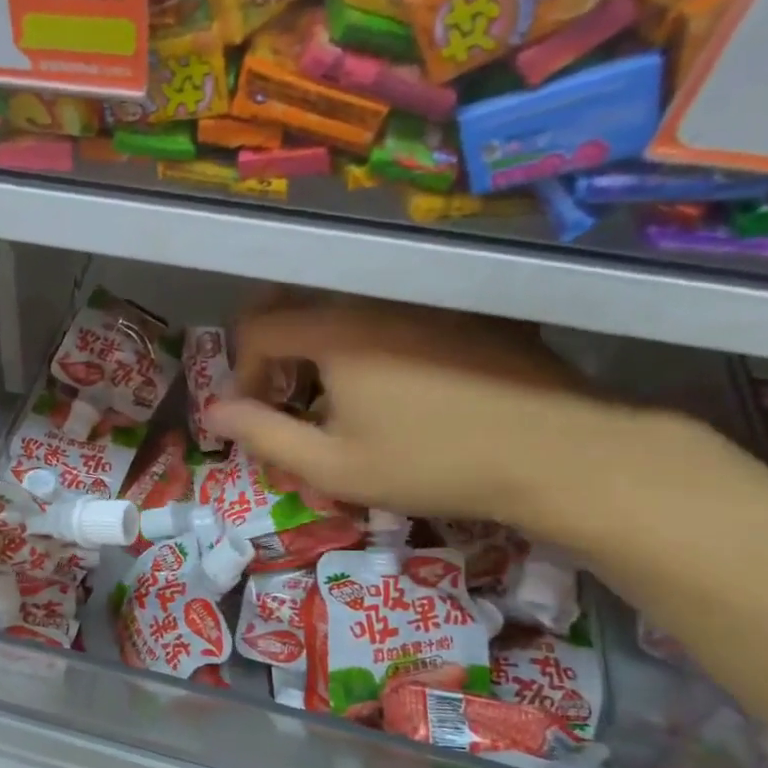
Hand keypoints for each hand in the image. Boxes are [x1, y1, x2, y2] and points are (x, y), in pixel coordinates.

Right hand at [207, 300, 633, 531]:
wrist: (553, 452)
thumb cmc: (431, 464)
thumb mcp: (335, 467)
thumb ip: (264, 436)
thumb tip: (215, 413)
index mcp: (335, 333)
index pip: (260, 329)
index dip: (242, 370)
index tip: (256, 410)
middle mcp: (373, 301)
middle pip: (299, 308)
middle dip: (277, 353)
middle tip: (288, 399)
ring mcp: (422, 301)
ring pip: (345, 312)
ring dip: (322, 351)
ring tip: (343, 402)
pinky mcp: (459, 310)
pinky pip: (391, 314)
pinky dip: (369, 344)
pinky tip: (397, 388)